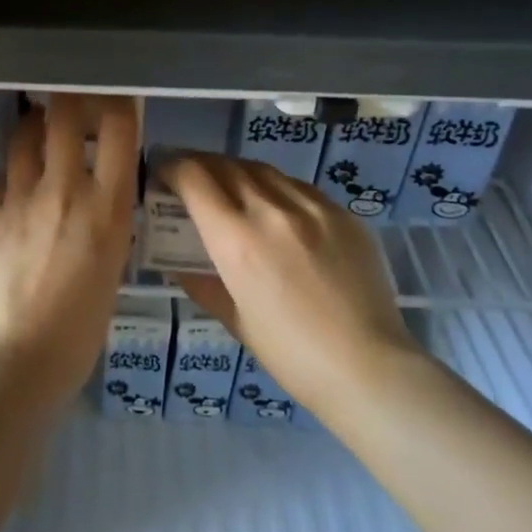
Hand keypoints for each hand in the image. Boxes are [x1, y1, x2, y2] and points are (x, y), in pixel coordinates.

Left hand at [0, 94, 138, 406]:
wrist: (9, 362)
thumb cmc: (75, 336)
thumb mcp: (110, 276)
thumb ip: (106, 233)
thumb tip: (99, 212)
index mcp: (106, 210)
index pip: (118, 130)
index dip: (118, 104)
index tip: (116, 101)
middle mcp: (64, 191)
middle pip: (63, 116)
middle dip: (67, 100)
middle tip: (69, 103)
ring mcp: (19, 200)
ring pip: (24, 138)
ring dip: (33, 127)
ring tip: (37, 130)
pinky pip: (2, 184)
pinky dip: (12, 182)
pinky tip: (13, 200)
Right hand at [161, 153, 415, 414]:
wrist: (368, 366)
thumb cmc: (292, 355)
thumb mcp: (236, 320)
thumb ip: (204, 283)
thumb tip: (182, 264)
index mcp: (237, 240)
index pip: (194, 179)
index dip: (172, 168)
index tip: (163, 173)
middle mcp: (271, 210)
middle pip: (225, 165)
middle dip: (200, 165)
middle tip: (189, 176)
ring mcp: (312, 207)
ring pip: (263, 169)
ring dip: (237, 171)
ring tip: (229, 185)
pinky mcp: (342, 212)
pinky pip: (298, 186)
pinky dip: (275, 187)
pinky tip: (276, 206)